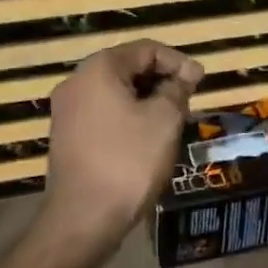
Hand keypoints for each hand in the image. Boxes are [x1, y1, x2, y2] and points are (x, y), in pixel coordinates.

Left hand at [42, 39, 202, 250]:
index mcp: (98, 69)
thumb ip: (177, 89)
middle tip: (189, 101)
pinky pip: (103, 114)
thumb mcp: (165, 120)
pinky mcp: (66, 137)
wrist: (84, 218)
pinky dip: (128, 118)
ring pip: (115, 93)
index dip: (178, 61)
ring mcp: (66, 111)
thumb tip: (185, 75)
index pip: (146, 49)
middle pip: (127, 68)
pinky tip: (147, 139)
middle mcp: (76, 82)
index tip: (201, 82)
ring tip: (173, 121)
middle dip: (162, 80)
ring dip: (146, 101)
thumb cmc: (129, 161)